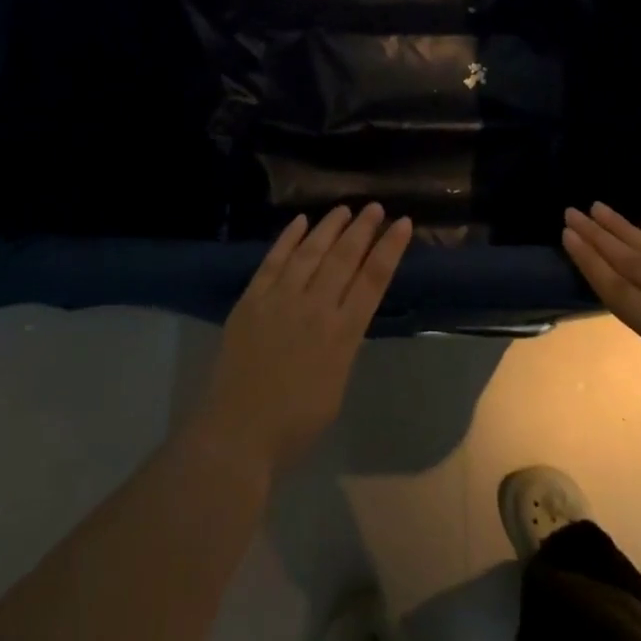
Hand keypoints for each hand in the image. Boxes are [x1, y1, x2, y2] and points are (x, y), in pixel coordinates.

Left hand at [195, 204, 412, 477]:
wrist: (237, 434)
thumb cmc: (294, 425)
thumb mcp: (336, 385)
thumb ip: (342, 345)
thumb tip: (342, 317)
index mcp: (342, 334)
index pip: (373, 280)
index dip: (390, 249)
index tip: (403, 224)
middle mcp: (314, 308)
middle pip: (344, 257)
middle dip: (363, 229)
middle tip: (375, 207)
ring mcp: (280, 299)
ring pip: (310, 252)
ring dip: (328, 227)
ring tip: (343, 209)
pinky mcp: (251, 300)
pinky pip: (272, 261)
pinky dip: (287, 239)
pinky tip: (299, 222)